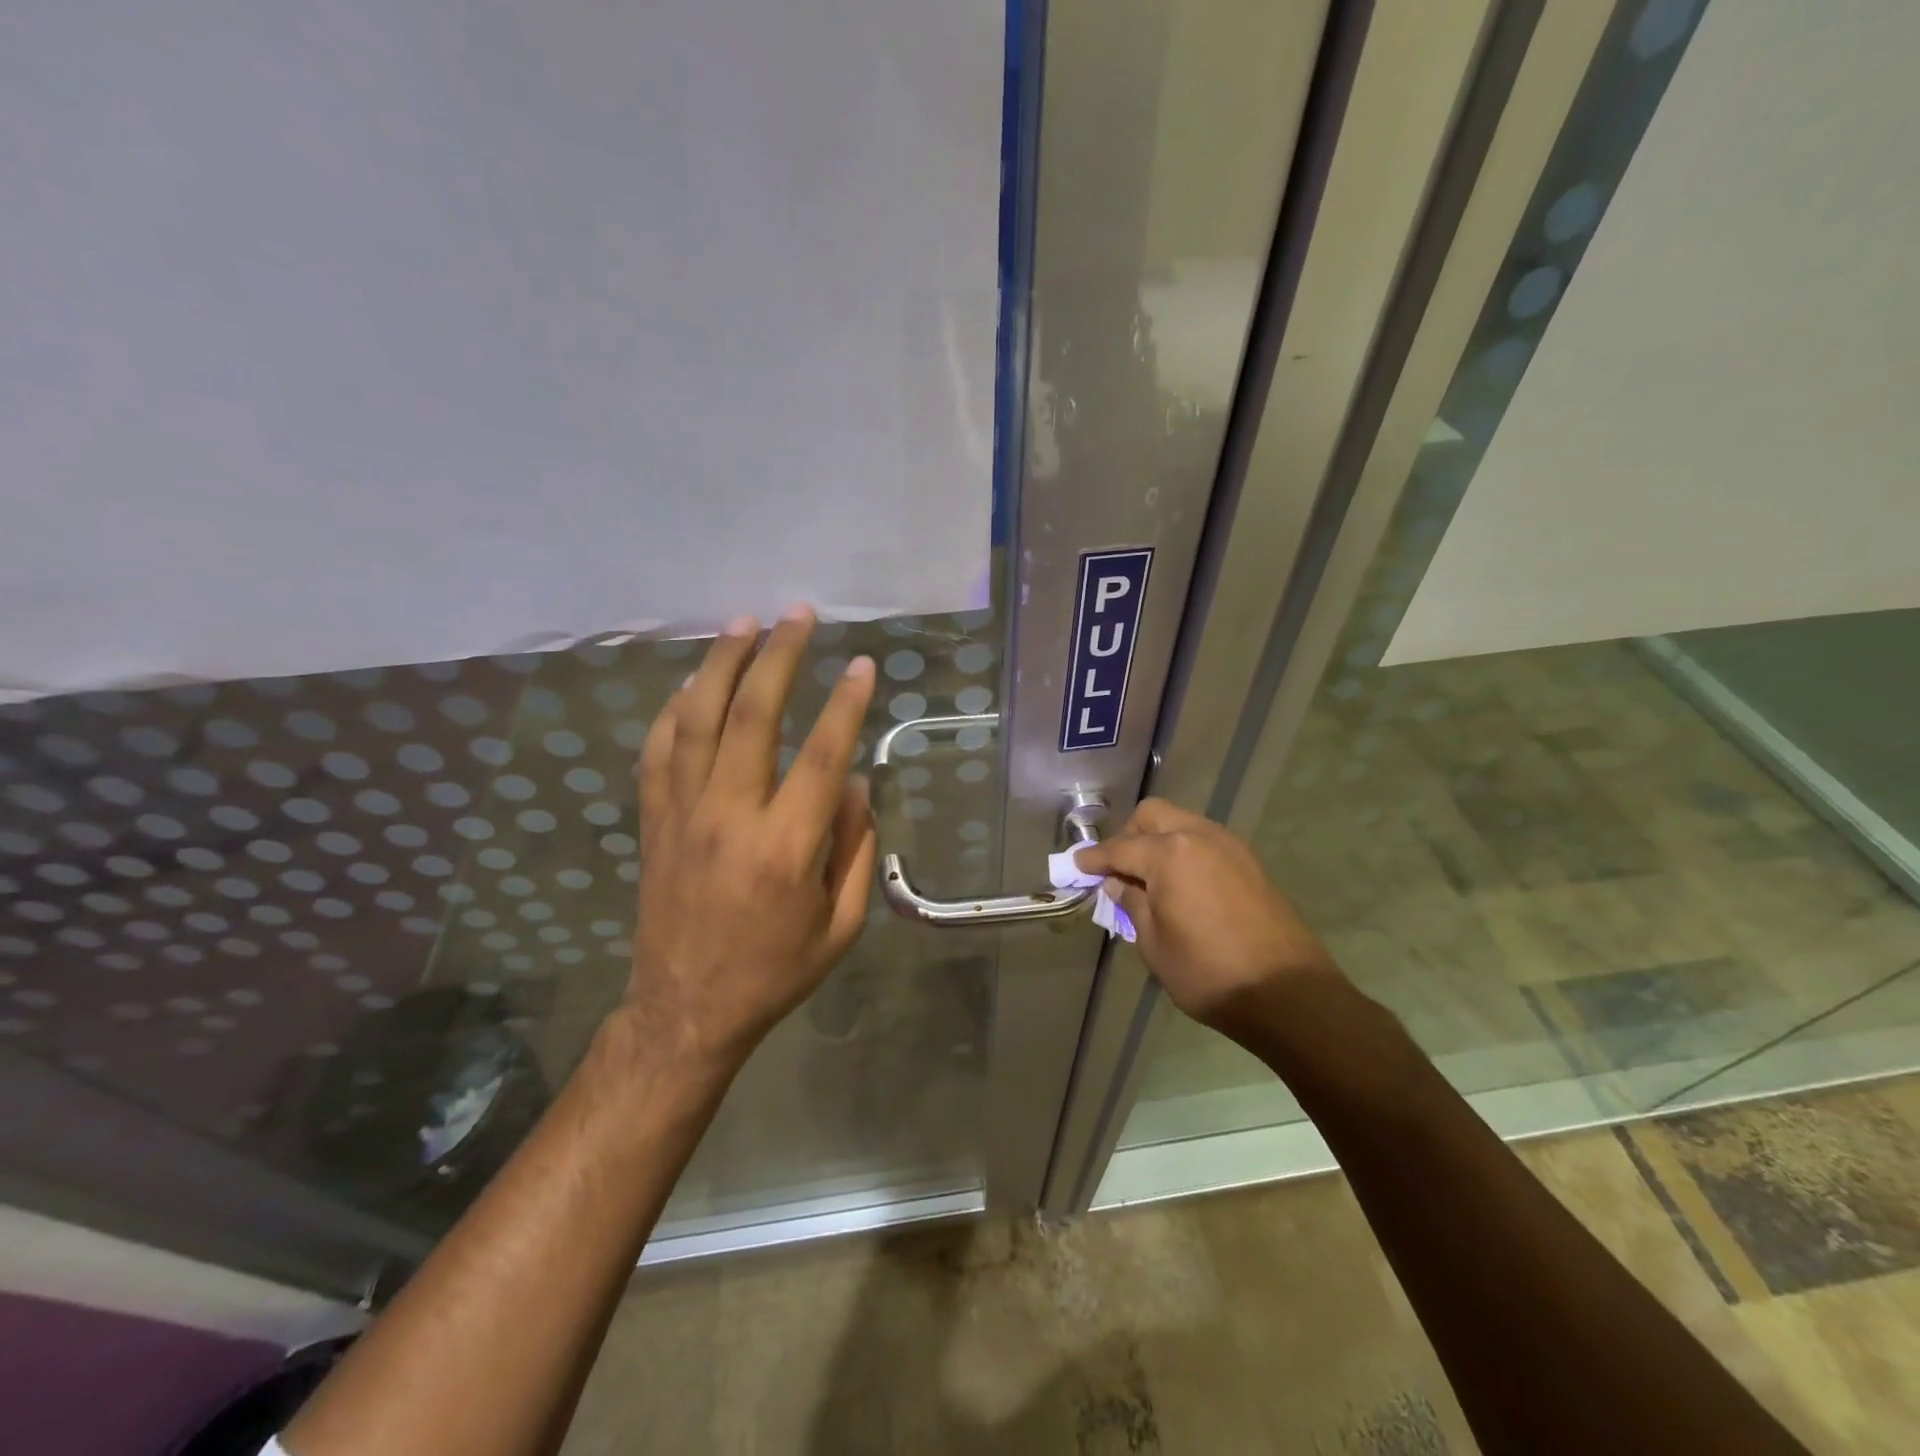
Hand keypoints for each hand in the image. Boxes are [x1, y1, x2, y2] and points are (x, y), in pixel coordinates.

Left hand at [627, 607, 878, 1070]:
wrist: (686, 1008)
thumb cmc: (775, 970)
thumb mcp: (841, 925)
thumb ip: (855, 849)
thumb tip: (854, 783)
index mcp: (785, 847)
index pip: (821, 755)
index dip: (845, 704)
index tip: (863, 665)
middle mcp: (730, 817)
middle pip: (752, 716)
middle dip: (779, 657)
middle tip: (797, 615)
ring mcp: (683, 814)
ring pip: (697, 720)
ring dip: (721, 664)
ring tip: (743, 623)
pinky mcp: (654, 819)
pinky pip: (659, 750)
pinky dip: (674, 709)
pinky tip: (690, 682)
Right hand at [1072, 799, 1340, 1034]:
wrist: (1289, 994)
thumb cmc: (1209, 973)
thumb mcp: (1154, 944)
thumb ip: (1132, 904)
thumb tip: (1119, 883)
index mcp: (1169, 854)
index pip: (1119, 848)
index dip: (1094, 859)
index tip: (1076, 866)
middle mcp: (1198, 836)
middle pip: (1152, 816)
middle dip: (1128, 835)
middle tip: (1118, 869)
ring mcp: (1229, 846)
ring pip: (1182, 823)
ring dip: (1158, 840)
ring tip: (1149, 879)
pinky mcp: (1250, 862)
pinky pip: (1205, 841)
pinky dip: (1185, 851)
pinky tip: (1182, 884)